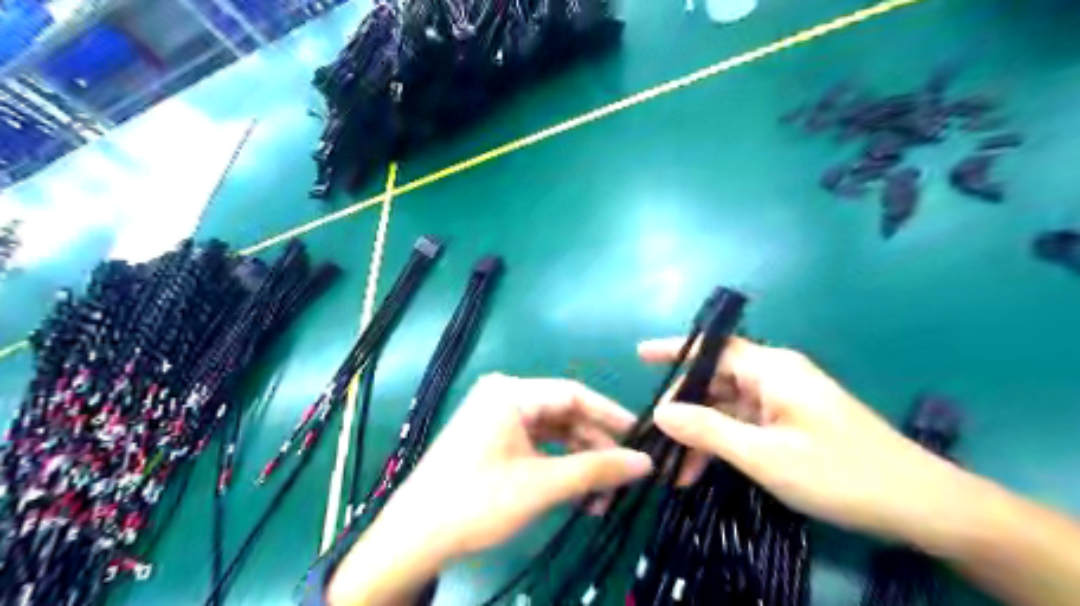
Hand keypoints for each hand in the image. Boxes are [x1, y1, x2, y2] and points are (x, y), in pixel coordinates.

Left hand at [326, 374, 649, 605]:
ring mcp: (497, 418)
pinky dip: (558, 467)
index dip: (610, 416)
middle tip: (624, 477)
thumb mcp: (542, 485)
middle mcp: (504, 396)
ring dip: (579, 463)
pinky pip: (536, 445)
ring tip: (603, 497)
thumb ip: (596, 470)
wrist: (414, 538)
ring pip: (553, 434)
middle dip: (595, 448)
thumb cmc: (477, 502)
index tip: (642, 437)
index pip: (574, 394)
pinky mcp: (493, 439)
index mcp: (511, 392)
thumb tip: (645, 462)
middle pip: (564, 415)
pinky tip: (577, 494)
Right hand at [639, 337, 971, 543]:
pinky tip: (708, 469)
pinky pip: (747, 423)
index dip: (675, 350)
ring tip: (679, 471)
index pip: (713, 348)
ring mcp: (787, 399)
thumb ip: (708, 430)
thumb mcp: (764, 455)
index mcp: (772, 369)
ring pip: (730, 406)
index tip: (640, 355)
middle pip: (717, 380)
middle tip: (657, 439)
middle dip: (685, 409)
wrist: (923, 507)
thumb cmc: (841, 473)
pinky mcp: (795, 422)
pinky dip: (725, 442)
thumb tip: (661, 411)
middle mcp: (777, 375)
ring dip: (704, 433)